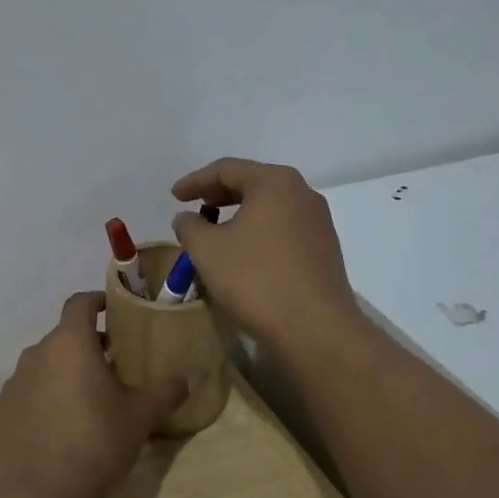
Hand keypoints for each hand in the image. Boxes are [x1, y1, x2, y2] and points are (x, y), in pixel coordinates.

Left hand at [0, 292, 187, 497]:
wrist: (41, 496)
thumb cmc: (96, 443)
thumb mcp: (141, 417)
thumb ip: (165, 392)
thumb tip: (186, 378)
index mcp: (69, 344)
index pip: (79, 304)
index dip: (96, 301)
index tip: (110, 310)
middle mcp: (35, 355)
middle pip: (62, 338)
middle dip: (85, 347)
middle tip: (110, 367)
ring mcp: (12, 386)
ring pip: (42, 369)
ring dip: (62, 375)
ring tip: (85, 402)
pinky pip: (25, 399)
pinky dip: (41, 405)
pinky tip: (57, 433)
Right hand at [172, 157, 363, 355]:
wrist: (315, 328)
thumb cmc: (255, 279)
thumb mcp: (207, 250)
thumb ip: (190, 226)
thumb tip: (187, 218)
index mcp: (274, 182)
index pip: (227, 169)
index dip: (195, 181)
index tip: (174, 196)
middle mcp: (302, 193)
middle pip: (253, 183)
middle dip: (219, 193)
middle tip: (195, 206)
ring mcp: (318, 221)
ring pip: (271, 206)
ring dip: (240, 213)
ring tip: (216, 230)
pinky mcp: (325, 248)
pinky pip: (284, 227)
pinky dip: (260, 230)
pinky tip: (245, 251)